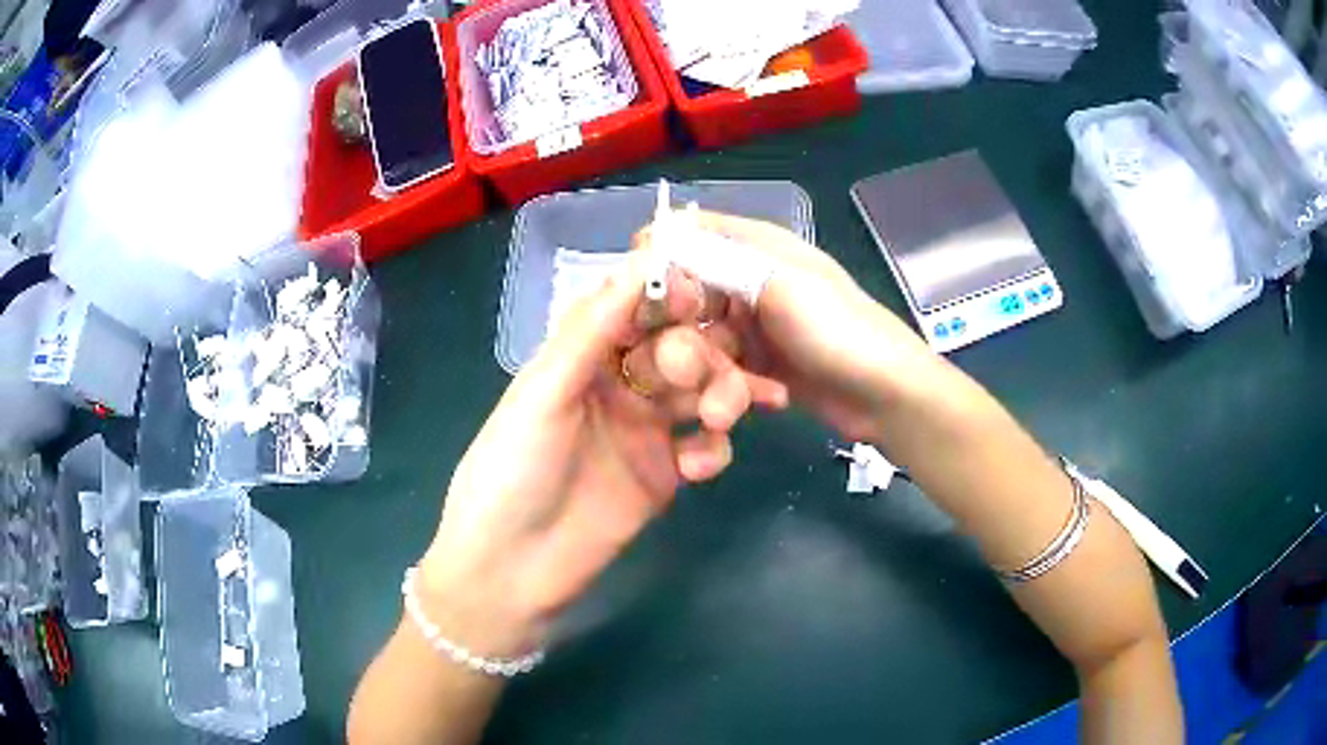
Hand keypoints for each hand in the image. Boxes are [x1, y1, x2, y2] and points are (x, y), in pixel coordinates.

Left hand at [417, 249, 786, 656]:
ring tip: (718, 419)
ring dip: (721, 395)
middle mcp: (618, 384)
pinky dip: (713, 448)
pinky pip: (705, 444)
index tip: (696, 296)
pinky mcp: (666, 473)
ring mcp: (646, 430)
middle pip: (679, 348)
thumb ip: (590, 331)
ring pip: (702, 393)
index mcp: (581, 356)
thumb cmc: (512, 471)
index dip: (667, 296)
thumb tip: (635, 262)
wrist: (513, 568)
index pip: (635, 309)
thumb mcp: (542, 394)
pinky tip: (699, 468)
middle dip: (700, 355)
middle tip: (698, 377)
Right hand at [636, 211, 945, 442]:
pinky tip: (746, 398)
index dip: (660, 254)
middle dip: (680, 323)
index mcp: (759, 246)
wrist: (885, 394)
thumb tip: (656, 233)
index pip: (693, 232)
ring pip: (703, 334)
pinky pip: (724, 365)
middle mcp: (752, 280)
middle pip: (690, 290)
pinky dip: (727, 382)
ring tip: (721, 391)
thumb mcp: (778, 284)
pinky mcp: (761, 363)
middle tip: (678, 357)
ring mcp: (757, 324)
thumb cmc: (837, 329)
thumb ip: (717, 259)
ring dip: (706, 363)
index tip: (635, 290)